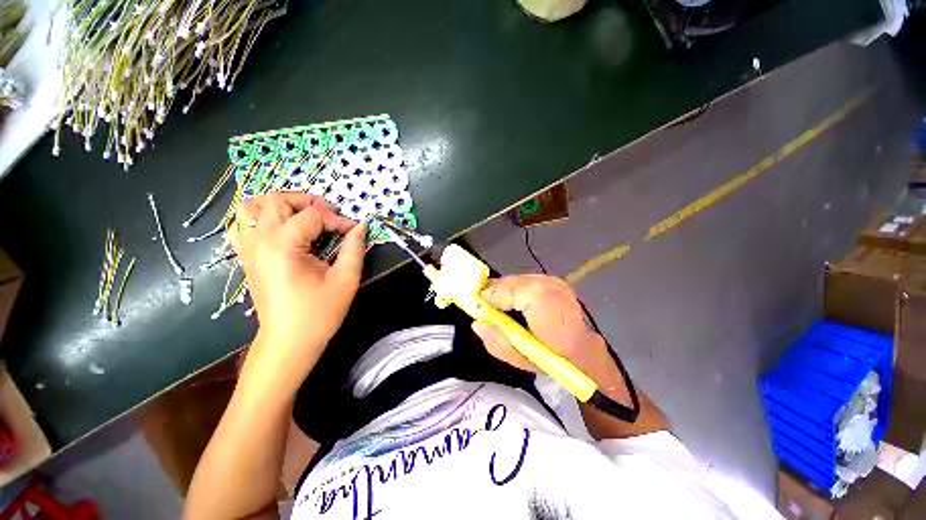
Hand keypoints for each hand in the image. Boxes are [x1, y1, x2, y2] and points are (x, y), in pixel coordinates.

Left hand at [226, 192, 365, 389]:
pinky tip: (280, 227)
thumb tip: (360, 227)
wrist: (289, 342)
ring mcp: (248, 248)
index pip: (313, 216)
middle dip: (309, 202)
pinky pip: (242, 224)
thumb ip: (354, 248)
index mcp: (283, 246)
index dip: (338, 220)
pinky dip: (260, 217)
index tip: (353, 232)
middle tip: (330, 215)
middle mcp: (259, 241)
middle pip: (278, 200)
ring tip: (304, 215)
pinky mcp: (247, 257)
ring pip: (253, 207)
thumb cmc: (319, 313)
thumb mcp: (345, 280)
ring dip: (280, 204)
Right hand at [471, 275, 615, 386]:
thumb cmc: (551, 358)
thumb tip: (477, 323)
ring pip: (520, 278)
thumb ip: (498, 343)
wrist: (582, 347)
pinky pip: (525, 278)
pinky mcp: (554, 279)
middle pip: (517, 282)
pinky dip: (514, 286)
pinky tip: (512, 298)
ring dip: (505, 288)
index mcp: (554, 319)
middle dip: (497, 290)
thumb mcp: (521, 360)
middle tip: (485, 302)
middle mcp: (558, 294)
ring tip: (498, 302)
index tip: (480, 302)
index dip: (498, 295)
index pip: (522, 294)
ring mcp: (557, 283)